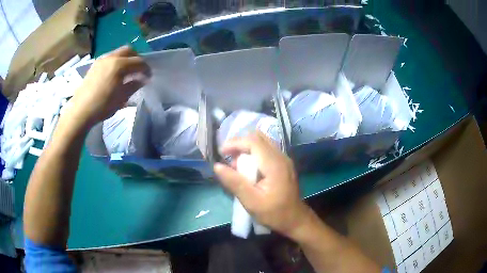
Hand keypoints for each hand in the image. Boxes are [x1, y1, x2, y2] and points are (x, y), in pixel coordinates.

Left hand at [68, 46, 150, 126]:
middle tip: (138, 70)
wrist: (81, 111)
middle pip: (129, 50)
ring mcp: (101, 60)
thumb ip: (134, 85)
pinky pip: (109, 58)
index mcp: (119, 65)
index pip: (139, 61)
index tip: (149, 77)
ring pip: (118, 53)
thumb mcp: (121, 98)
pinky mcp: (95, 65)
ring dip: (126, 59)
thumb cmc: (102, 106)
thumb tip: (143, 80)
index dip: (146, 68)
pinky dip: (116, 62)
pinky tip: (114, 74)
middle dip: (137, 58)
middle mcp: (111, 57)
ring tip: (126, 72)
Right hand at [214, 132, 312, 237]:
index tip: (221, 153)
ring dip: (246, 148)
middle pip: (258, 138)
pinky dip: (253, 154)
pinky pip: (266, 151)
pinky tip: (247, 169)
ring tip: (235, 165)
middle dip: (240, 144)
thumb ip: (235, 182)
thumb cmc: (274, 214)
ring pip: (262, 142)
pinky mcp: (283, 164)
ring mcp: (284, 160)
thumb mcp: (251, 202)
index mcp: (274, 164)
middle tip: (228, 158)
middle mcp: (281, 157)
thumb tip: (217, 166)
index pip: (253, 141)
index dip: (235, 143)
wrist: (296, 220)